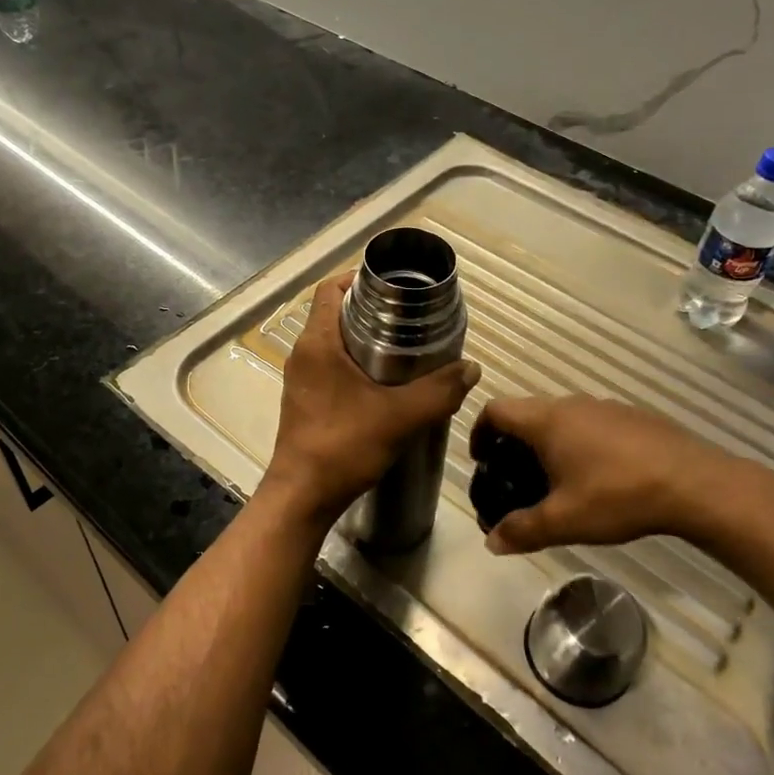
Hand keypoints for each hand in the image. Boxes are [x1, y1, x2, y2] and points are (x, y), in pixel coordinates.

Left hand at [265, 273, 480, 524]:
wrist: (302, 496)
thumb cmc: (343, 446)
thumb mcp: (400, 417)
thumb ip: (439, 391)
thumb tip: (471, 368)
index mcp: (317, 343)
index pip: (330, 289)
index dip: (358, 278)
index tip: (393, 285)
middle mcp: (304, 353)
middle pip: (334, 312)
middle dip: (370, 308)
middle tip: (410, 316)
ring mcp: (302, 378)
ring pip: (333, 341)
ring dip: (364, 338)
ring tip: (404, 346)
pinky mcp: (306, 400)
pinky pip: (331, 366)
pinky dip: (355, 362)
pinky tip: (385, 382)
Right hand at [470, 395, 756, 553]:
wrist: (696, 484)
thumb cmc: (619, 496)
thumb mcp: (565, 520)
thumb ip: (523, 530)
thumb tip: (491, 543)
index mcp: (546, 420)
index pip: (496, 409)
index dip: (480, 431)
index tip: (482, 460)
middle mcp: (571, 404)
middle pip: (527, 412)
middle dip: (513, 442)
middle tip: (515, 477)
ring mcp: (605, 407)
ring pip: (561, 417)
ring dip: (548, 442)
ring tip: (556, 480)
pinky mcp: (633, 417)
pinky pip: (591, 423)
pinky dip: (580, 442)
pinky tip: (599, 476)